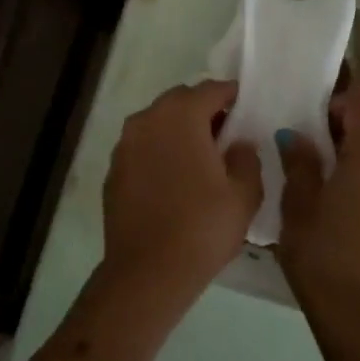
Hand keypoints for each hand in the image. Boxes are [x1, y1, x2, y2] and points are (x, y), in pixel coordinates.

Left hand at [95, 80, 263, 319]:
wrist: (148, 271)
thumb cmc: (203, 227)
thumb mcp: (244, 194)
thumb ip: (246, 158)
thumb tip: (238, 143)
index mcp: (181, 116)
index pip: (210, 90)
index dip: (231, 95)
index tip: (245, 108)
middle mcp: (147, 120)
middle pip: (179, 101)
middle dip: (202, 110)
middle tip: (225, 133)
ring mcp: (125, 145)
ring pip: (156, 122)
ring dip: (178, 129)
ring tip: (199, 157)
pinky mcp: (113, 170)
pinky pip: (141, 148)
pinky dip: (158, 152)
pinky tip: (173, 179)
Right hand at [278, 82, 359, 339]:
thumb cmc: (323, 255)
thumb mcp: (298, 206)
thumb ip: (299, 164)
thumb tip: (297, 136)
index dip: (340, 98)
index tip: (315, 108)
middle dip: (342, 137)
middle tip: (307, 151)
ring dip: (355, 169)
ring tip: (323, 192)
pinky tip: (343, 223)